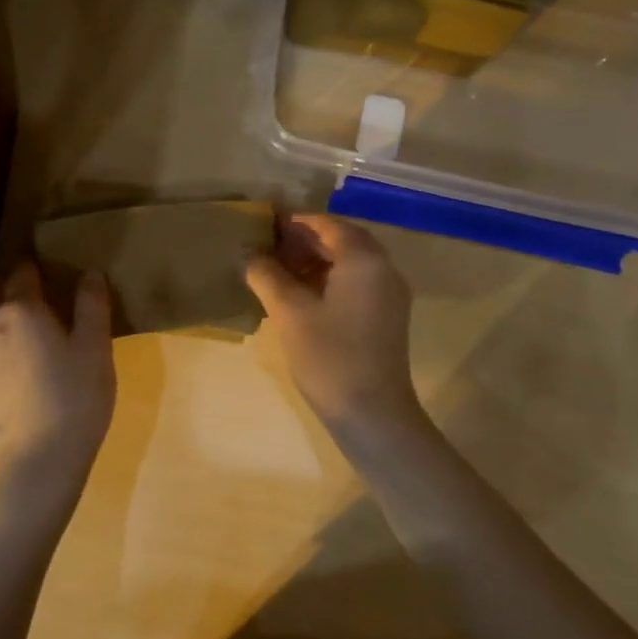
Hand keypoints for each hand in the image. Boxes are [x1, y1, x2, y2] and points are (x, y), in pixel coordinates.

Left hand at [0, 261, 115, 498]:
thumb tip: (90, 273)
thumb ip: (91, 305)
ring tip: (19, 313)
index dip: (36, 263)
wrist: (38, 457)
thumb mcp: (95, 347)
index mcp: (20, 307)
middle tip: (29, 284)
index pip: (23, 270)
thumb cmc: (74, 396)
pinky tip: (12, 345)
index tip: (50, 263)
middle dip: (3, 278)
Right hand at [245, 214, 424, 436]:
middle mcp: (383, 268)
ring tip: (277, 274)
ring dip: (314, 261)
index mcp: (363, 259)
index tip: (262, 227)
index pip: (326, 224)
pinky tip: (300, 297)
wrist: (374, 415)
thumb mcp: (289, 313)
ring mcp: (389, 294)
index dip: (292, 223)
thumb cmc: (330, 358)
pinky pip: (355, 283)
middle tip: (266, 251)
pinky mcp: (386, 317)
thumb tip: (248, 254)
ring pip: (348, 263)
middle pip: (340, 240)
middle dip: (303, 242)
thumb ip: (267, 276)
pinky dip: (328, 280)